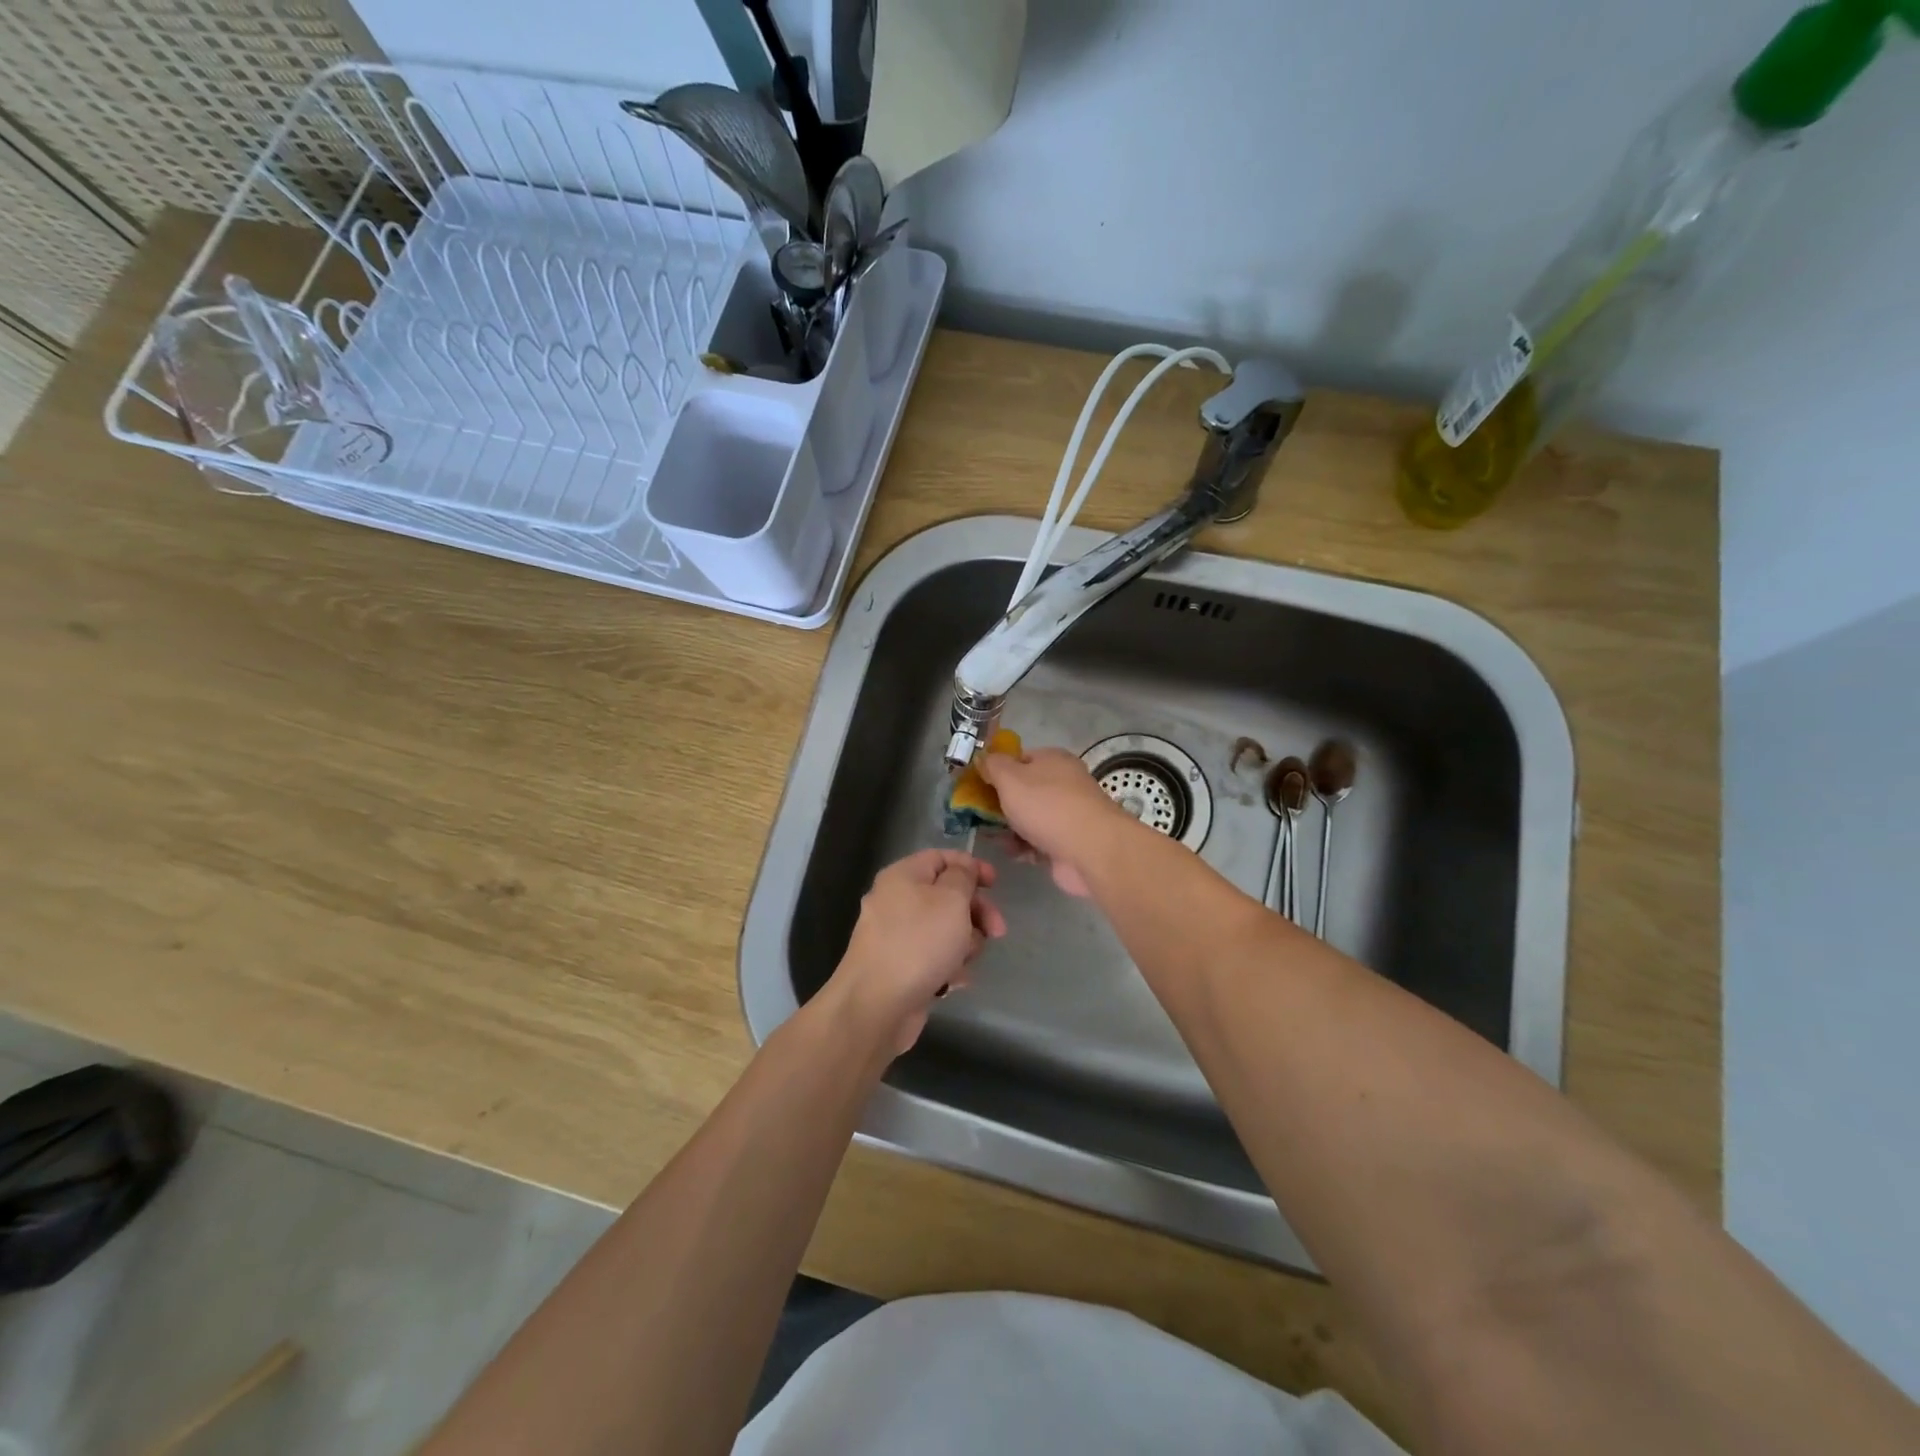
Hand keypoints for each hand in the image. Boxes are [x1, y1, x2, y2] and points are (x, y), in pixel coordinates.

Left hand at [826, 849, 1007, 1055]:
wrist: (877, 1006)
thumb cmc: (919, 943)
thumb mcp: (951, 899)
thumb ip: (963, 877)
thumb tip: (963, 870)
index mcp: (902, 876)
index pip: (941, 858)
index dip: (971, 866)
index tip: (996, 884)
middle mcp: (895, 901)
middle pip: (946, 895)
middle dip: (976, 912)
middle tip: (997, 931)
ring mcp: (895, 936)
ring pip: (944, 929)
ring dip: (964, 943)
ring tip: (965, 960)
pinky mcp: (899, 968)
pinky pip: (933, 957)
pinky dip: (948, 966)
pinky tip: (955, 981)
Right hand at [979, 746, 1130, 897]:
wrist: (1089, 849)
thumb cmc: (1046, 806)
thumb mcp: (1010, 778)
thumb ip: (992, 766)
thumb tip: (983, 757)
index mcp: (1053, 760)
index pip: (1019, 758)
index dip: (997, 770)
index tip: (978, 786)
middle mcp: (1064, 782)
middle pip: (1024, 790)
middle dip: (1000, 803)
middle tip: (977, 815)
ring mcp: (1068, 813)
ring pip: (1030, 817)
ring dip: (1010, 828)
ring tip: (990, 836)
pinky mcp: (1069, 841)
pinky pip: (1040, 841)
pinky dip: (1025, 846)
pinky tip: (1012, 852)